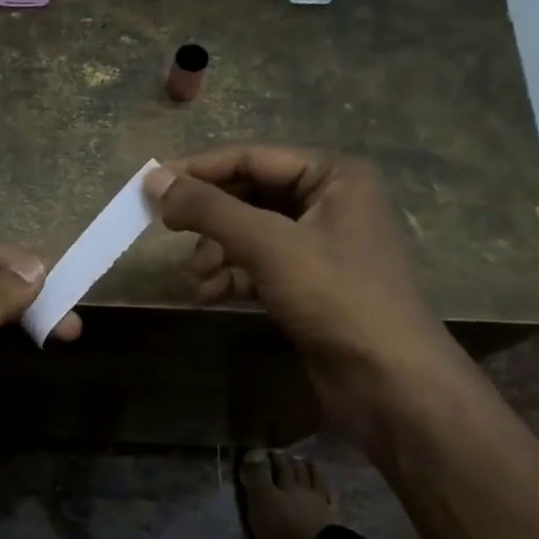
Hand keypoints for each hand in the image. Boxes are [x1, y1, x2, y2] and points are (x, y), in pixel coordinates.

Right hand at [145, 147, 459, 433]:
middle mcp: (329, 201)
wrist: (387, 379)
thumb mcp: (267, 244)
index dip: (200, 171)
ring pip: (249, 233)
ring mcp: (319, 244)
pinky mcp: (308, 282)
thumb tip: (153, 178)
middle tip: (168, 233)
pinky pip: (258, 264)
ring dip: (216, 252)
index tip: (151, 188)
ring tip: (197, 278)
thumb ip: (208, 209)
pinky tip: (210, 294)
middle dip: (209, 220)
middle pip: (248, 196)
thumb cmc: (334, 296)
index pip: (252, 158)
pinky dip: (231, 275)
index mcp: (334, 176)